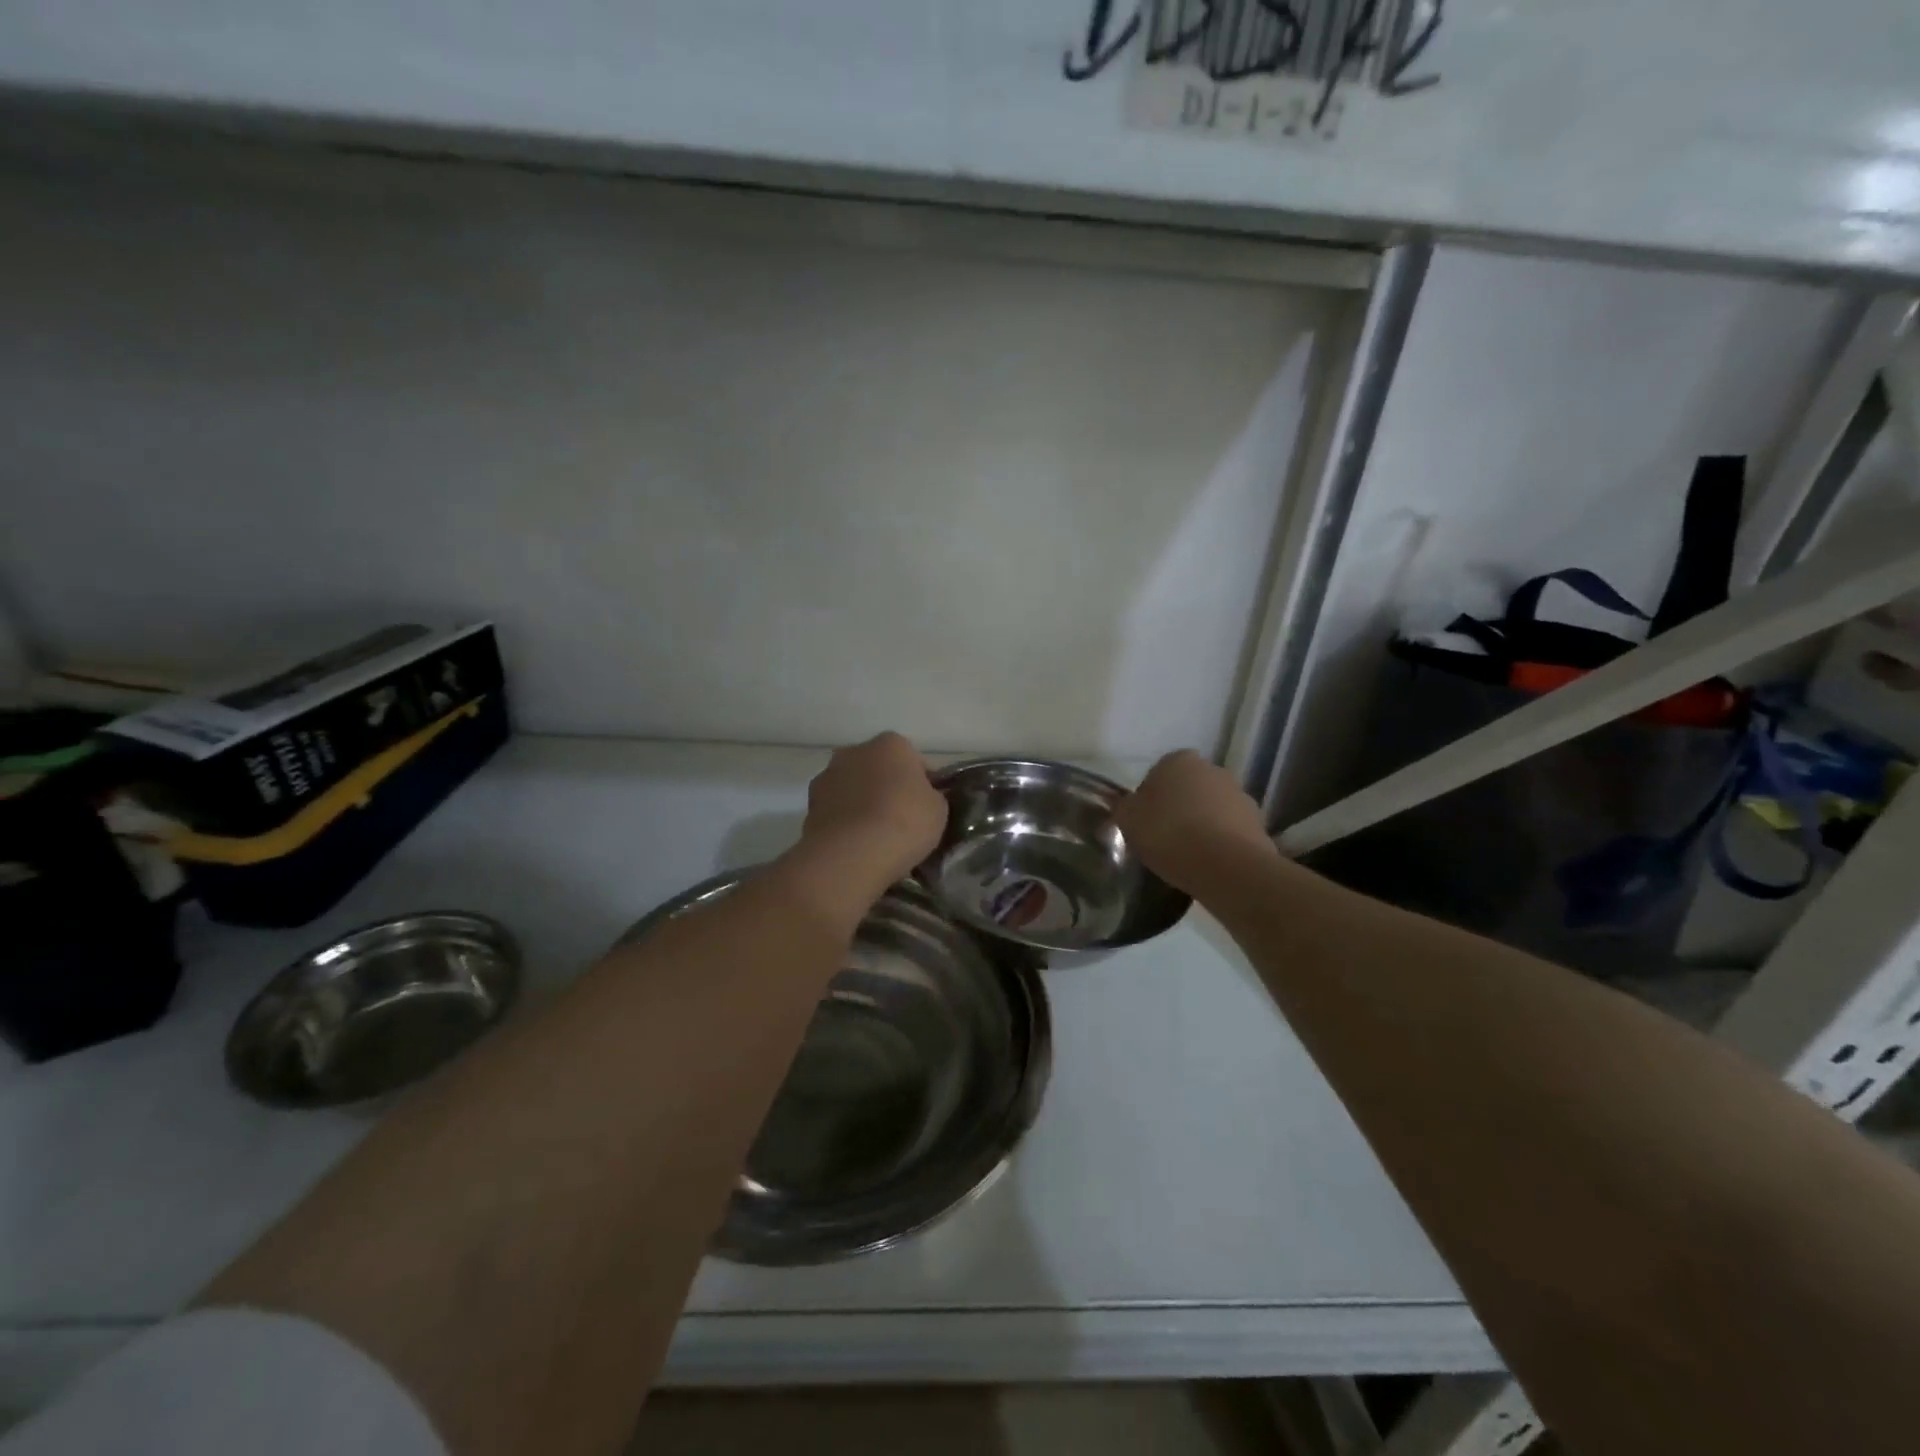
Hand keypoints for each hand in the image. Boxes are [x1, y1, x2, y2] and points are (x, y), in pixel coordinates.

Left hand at [793, 733, 946, 899]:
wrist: (852, 854)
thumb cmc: (904, 822)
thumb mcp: (938, 809)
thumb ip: (932, 796)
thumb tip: (924, 798)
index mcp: (891, 744)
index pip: (914, 760)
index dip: (923, 784)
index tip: (928, 808)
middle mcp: (854, 751)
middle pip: (878, 769)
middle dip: (888, 788)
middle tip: (902, 820)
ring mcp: (827, 777)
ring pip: (853, 788)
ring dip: (862, 804)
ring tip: (876, 837)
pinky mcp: (809, 807)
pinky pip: (836, 812)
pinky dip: (845, 823)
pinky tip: (856, 846)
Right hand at [1113, 750, 1275, 894]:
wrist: (1226, 866)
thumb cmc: (1169, 834)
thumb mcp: (1129, 820)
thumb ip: (1123, 807)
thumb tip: (1125, 804)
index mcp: (1178, 760)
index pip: (1157, 774)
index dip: (1149, 799)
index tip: (1145, 823)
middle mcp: (1213, 769)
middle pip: (1188, 788)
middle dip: (1179, 808)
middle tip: (1165, 838)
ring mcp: (1240, 794)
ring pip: (1212, 808)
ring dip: (1202, 823)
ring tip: (1189, 855)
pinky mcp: (1259, 822)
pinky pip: (1231, 829)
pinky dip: (1222, 841)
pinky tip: (1210, 864)